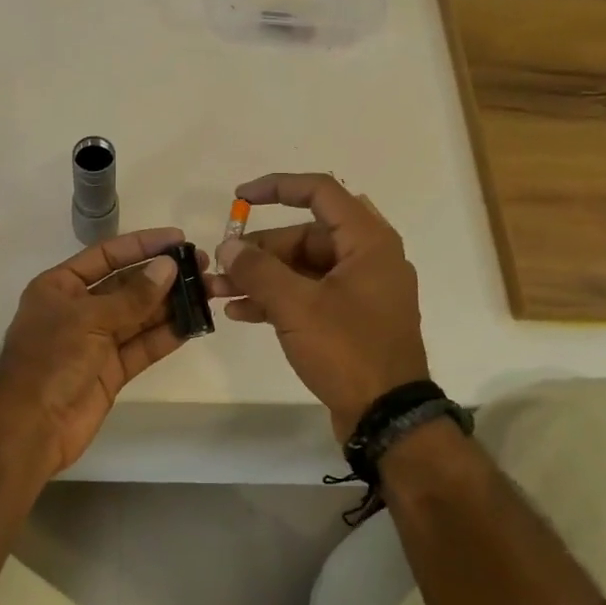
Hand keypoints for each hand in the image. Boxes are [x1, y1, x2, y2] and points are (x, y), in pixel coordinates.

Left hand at [0, 227, 200, 476]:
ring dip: (171, 304)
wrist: (29, 427)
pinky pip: (142, 347)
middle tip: (203, 266)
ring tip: (207, 292)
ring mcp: (96, 341)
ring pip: (139, 316)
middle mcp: (79, 309)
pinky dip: (166, 336)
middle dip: (163, 276)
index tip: (178, 238)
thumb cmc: (50, 359)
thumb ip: (132, 296)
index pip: (106, 255)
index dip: (142, 245)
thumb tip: (169, 267)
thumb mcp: (88, 319)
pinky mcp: (111, 371)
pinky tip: (193, 324)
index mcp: (61, 286)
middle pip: (127, 285)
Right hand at [213, 173, 429, 439]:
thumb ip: (258, 271)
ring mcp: (360, 290)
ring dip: (262, 276)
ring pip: (302, 267)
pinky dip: (277, 298)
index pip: (320, 192)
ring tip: (219, 290)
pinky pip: (309, 294)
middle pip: (305, 235)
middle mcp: (368, 257)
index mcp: (368, 241)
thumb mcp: (296, 306)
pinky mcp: (350, 318)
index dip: (277, 187)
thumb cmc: (348, 350)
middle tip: (222, 265)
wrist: (386, 417)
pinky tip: (239, 312)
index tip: (239, 198)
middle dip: (260, 249)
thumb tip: (228, 247)